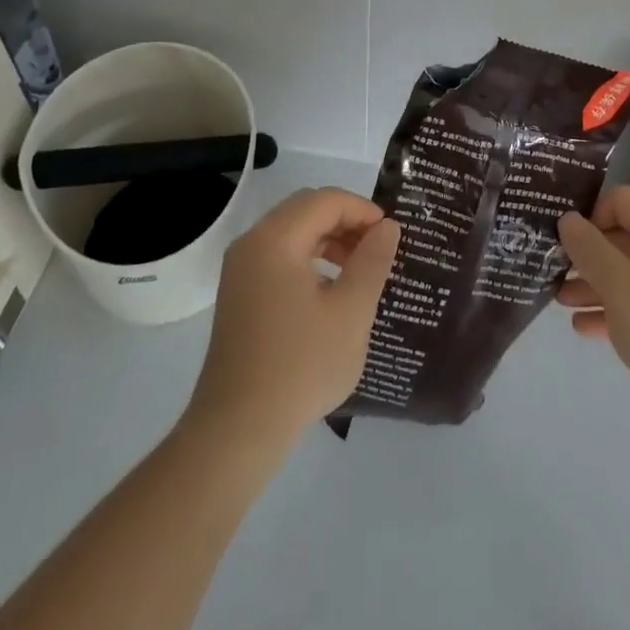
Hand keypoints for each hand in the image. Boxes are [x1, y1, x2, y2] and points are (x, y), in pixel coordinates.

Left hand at [185, 187, 400, 447]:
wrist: (238, 429)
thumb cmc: (301, 366)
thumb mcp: (351, 312)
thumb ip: (372, 261)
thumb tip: (387, 227)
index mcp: (275, 239)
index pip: (325, 200)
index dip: (363, 210)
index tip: (391, 235)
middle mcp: (252, 243)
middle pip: (305, 209)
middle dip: (346, 221)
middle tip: (378, 248)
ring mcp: (240, 269)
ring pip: (292, 232)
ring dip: (328, 240)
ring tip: (360, 269)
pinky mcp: (238, 294)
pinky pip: (279, 256)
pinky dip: (309, 259)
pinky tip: (330, 291)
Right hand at [558, 185, 629, 454]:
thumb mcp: (621, 286)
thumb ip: (590, 249)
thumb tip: (568, 220)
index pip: (622, 200)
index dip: (590, 216)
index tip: (566, 245)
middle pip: (626, 237)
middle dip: (588, 255)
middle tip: (554, 273)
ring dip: (596, 285)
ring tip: (561, 303)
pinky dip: (615, 312)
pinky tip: (585, 329)